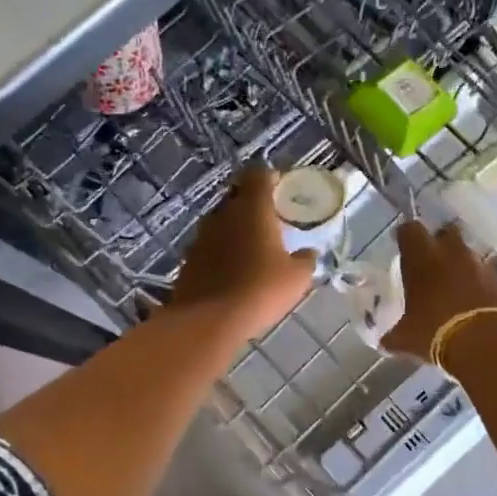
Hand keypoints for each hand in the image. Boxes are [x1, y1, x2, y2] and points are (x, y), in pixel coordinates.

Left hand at [169, 167, 315, 340]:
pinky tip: (232, 273)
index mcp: (252, 208)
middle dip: (253, 206)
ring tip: (252, 252)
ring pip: (221, 223)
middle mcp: (222, 214)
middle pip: (237, 197)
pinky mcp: (188, 260)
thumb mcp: (297, 278)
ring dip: (235, 231)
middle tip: (271, 224)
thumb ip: (305, 259)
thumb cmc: (260, 290)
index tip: (282, 191)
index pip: (258, 175)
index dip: (271, 178)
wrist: (208, 320)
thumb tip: (308, 252)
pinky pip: (209, 247)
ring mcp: (201, 237)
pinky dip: (221, 253)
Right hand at [381, 221, 496, 359]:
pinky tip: (473, 306)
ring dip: (461, 266)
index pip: (409, 230)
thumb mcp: (406, 338)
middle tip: (431, 264)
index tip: (403, 248)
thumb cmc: (435, 331)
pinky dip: (479, 286)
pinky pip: (486, 278)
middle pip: (447, 233)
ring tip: (453, 289)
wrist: (488, 343)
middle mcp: (452, 253)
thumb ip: (394, 335)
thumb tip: (386, 341)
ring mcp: (481, 266)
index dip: (406, 237)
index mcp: (422, 258)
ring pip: (468, 255)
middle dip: (440, 244)